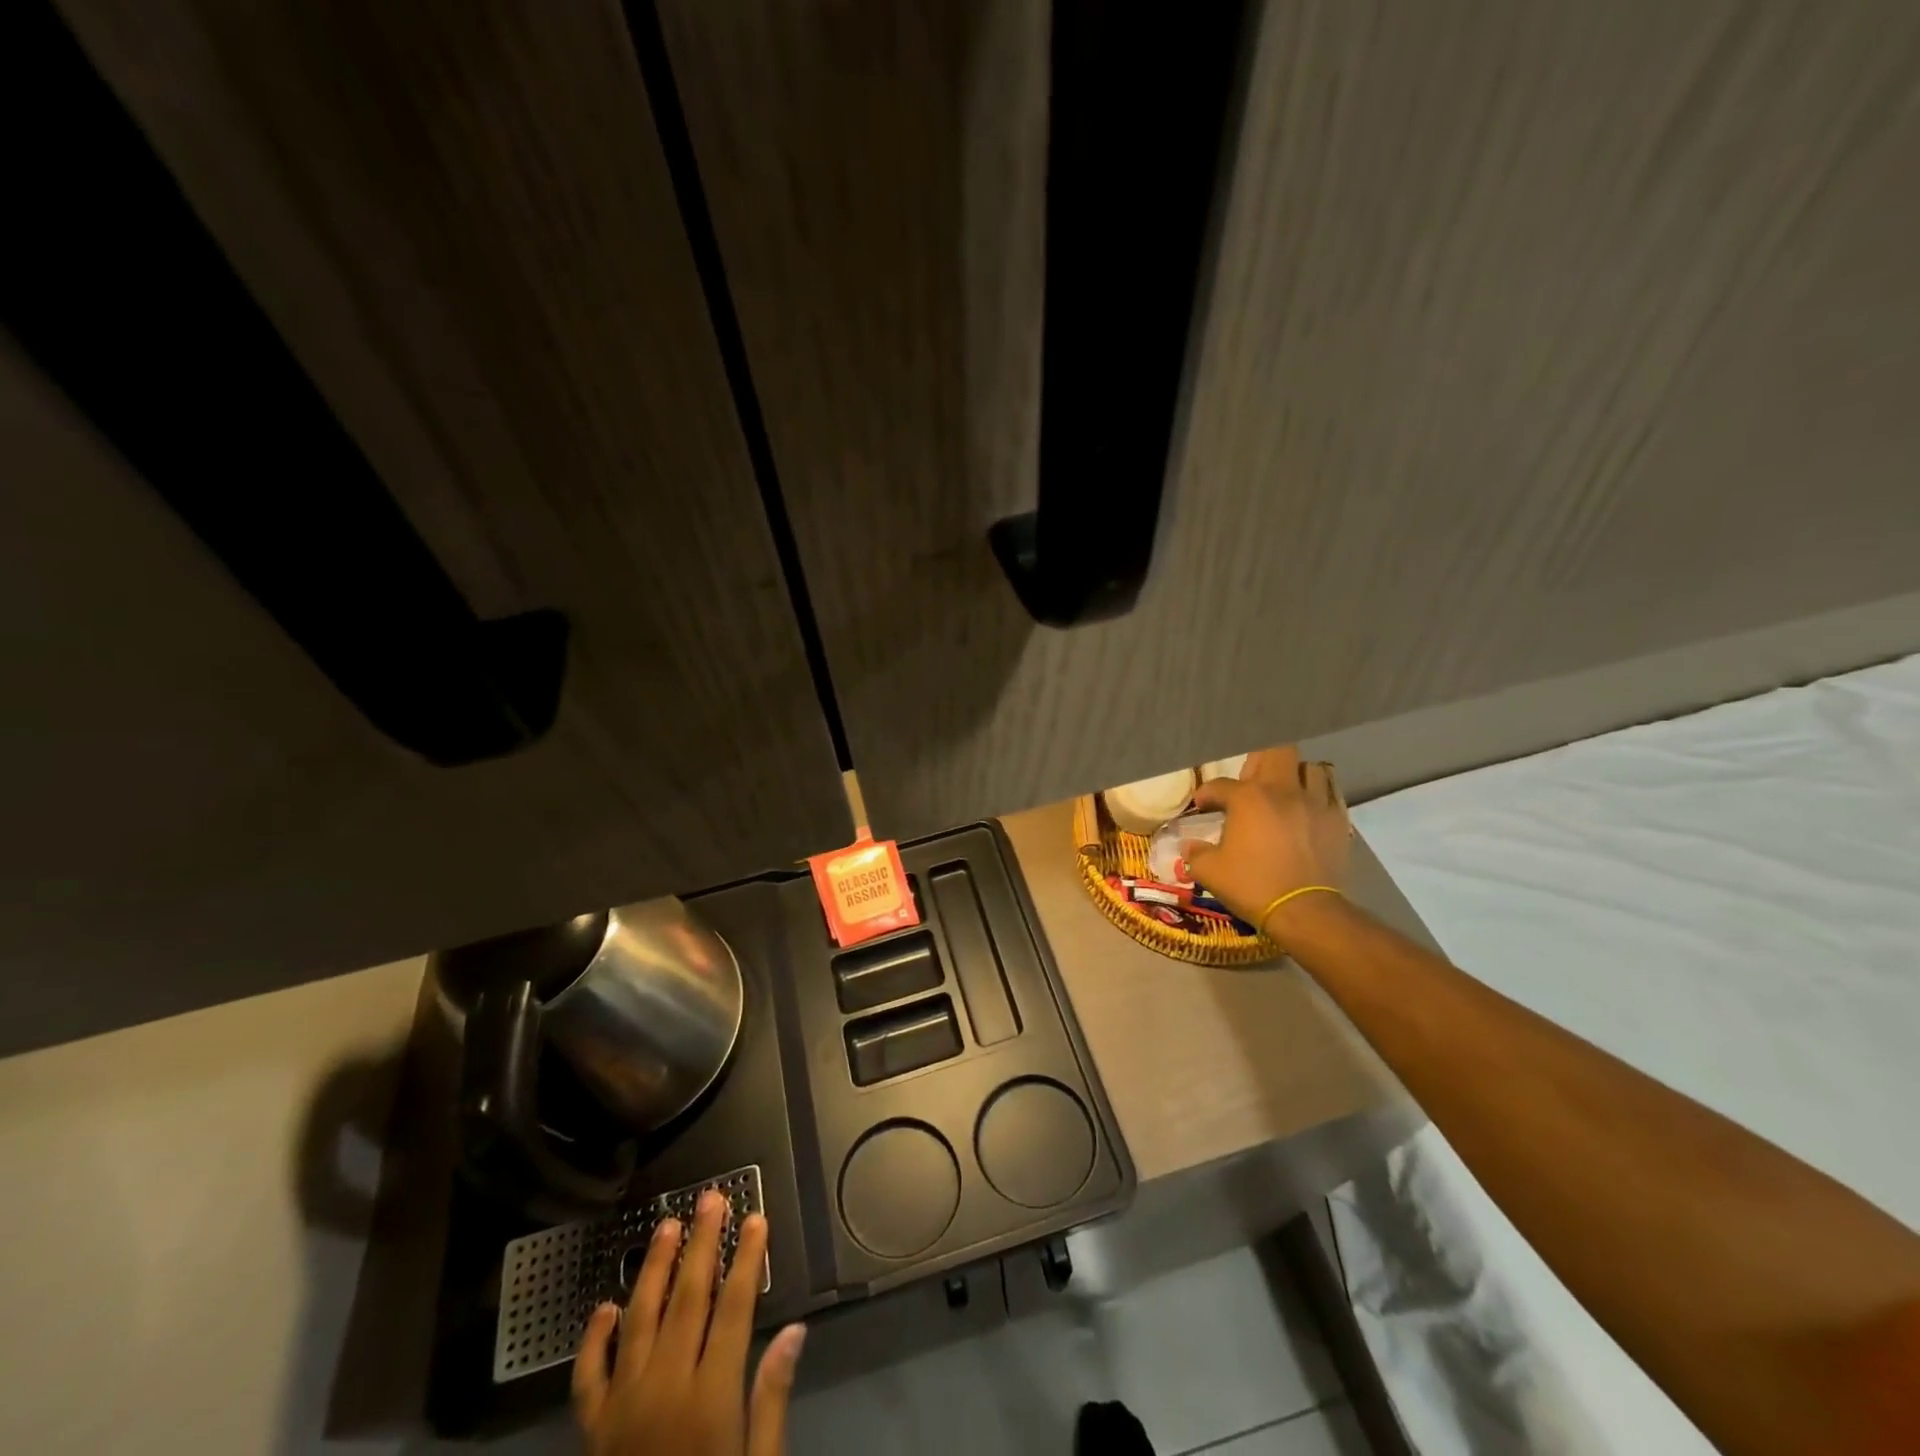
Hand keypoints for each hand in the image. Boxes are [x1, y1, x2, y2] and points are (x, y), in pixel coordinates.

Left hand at [572, 1188, 806, 1455]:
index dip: (746, 1259)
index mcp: (710, 1398)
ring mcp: (622, 1407)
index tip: (756, 1218)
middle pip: (686, 1299)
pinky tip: (605, 1306)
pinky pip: (589, 1376)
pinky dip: (594, 1338)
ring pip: (638, 1320)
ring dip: (653, 1269)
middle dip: (702, 1244)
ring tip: (665, 1226)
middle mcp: (664, 1389)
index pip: (733, 1308)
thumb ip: (771, 1399)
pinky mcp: (593, 1430)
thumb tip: (796, 1331)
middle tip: (710, 1199)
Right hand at [1183, 746, 1351, 935]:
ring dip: (1295, 775)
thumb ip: (1196, 853)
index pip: (1220, 785)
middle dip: (1259, 761)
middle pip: (1275, 751)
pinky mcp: (1338, 819)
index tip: (1203, 806)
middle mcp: (1283, 790)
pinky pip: (1332, 790)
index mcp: (1248, 798)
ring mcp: (1315, 802)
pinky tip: (1310, 807)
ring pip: (1310, 767)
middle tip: (1250, 783)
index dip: (1207, 794)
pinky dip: (1320, 792)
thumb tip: (1190, 846)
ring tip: (1285, 791)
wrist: (1305, 911)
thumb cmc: (1252, 886)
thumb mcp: (1210, 872)